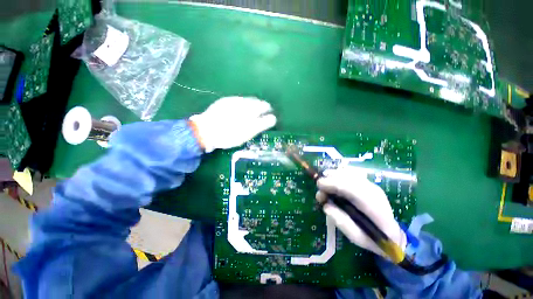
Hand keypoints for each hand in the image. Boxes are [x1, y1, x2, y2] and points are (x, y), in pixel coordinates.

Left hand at [189, 97, 276, 152]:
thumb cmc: (229, 135)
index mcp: (250, 109)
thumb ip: (262, 124)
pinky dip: (243, 105)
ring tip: (250, 115)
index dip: (268, 110)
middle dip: (260, 108)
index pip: (264, 106)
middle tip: (260, 117)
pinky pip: (238, 101)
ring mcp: (233, 100)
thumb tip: (273, 118)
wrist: (204, 131)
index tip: (269, 116)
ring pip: (247, 101)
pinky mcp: (224, 101)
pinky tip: (239, 112)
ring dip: (252, 106)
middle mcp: (242, 101)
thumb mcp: (248, 132)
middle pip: (256, 101)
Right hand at [316, 167, 406, 257]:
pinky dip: (339, 174)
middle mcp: (374, 193)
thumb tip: (325, 205)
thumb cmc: (372, 239)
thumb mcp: (356, 237)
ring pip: (351, 173)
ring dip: (334, 175)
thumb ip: (341, 221)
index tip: (319, 185)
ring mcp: (372, 186)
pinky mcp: (369, 184)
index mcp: (374, 209)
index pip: (353, 190)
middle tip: (319, 187)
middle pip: (350, 178)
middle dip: (331, 178)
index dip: (334, 184)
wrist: (393, 235)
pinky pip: (352, 173)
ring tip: (324, 183)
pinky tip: (332, 178)